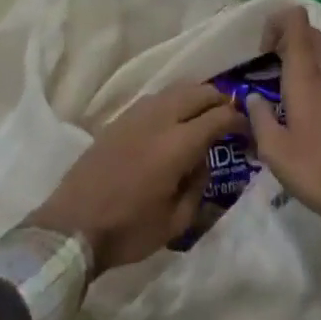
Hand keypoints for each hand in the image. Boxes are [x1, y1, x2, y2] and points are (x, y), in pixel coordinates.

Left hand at [28, 83, 246, 273]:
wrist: (73, 224)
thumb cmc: (128, 230)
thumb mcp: (175, 223)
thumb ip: (197, 187)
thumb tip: (202, 162)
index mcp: (177, 143)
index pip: (217, 117)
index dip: (237, 119)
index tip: (248, 128)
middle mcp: (160, 117)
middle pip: (198, 92)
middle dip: (219, 100)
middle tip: (229, 115)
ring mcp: (138, 112)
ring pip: (177, 89)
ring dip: (196, 96)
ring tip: (204, 113)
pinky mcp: (121, 117)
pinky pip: (157, 97)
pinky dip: (174, 100)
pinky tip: (175, 118)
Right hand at [246, 7, 320, 226]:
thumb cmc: (315, 170)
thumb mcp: (274, 150)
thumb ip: (259, 118)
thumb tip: (253, 98)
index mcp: (306, 75)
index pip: (297, 20)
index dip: (277, 21)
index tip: (262, 50)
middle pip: (310, 32)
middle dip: (287, 36)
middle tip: (268, 62)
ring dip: (301, 55)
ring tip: (280, 83)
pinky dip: (313, 73)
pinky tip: (299, 104)